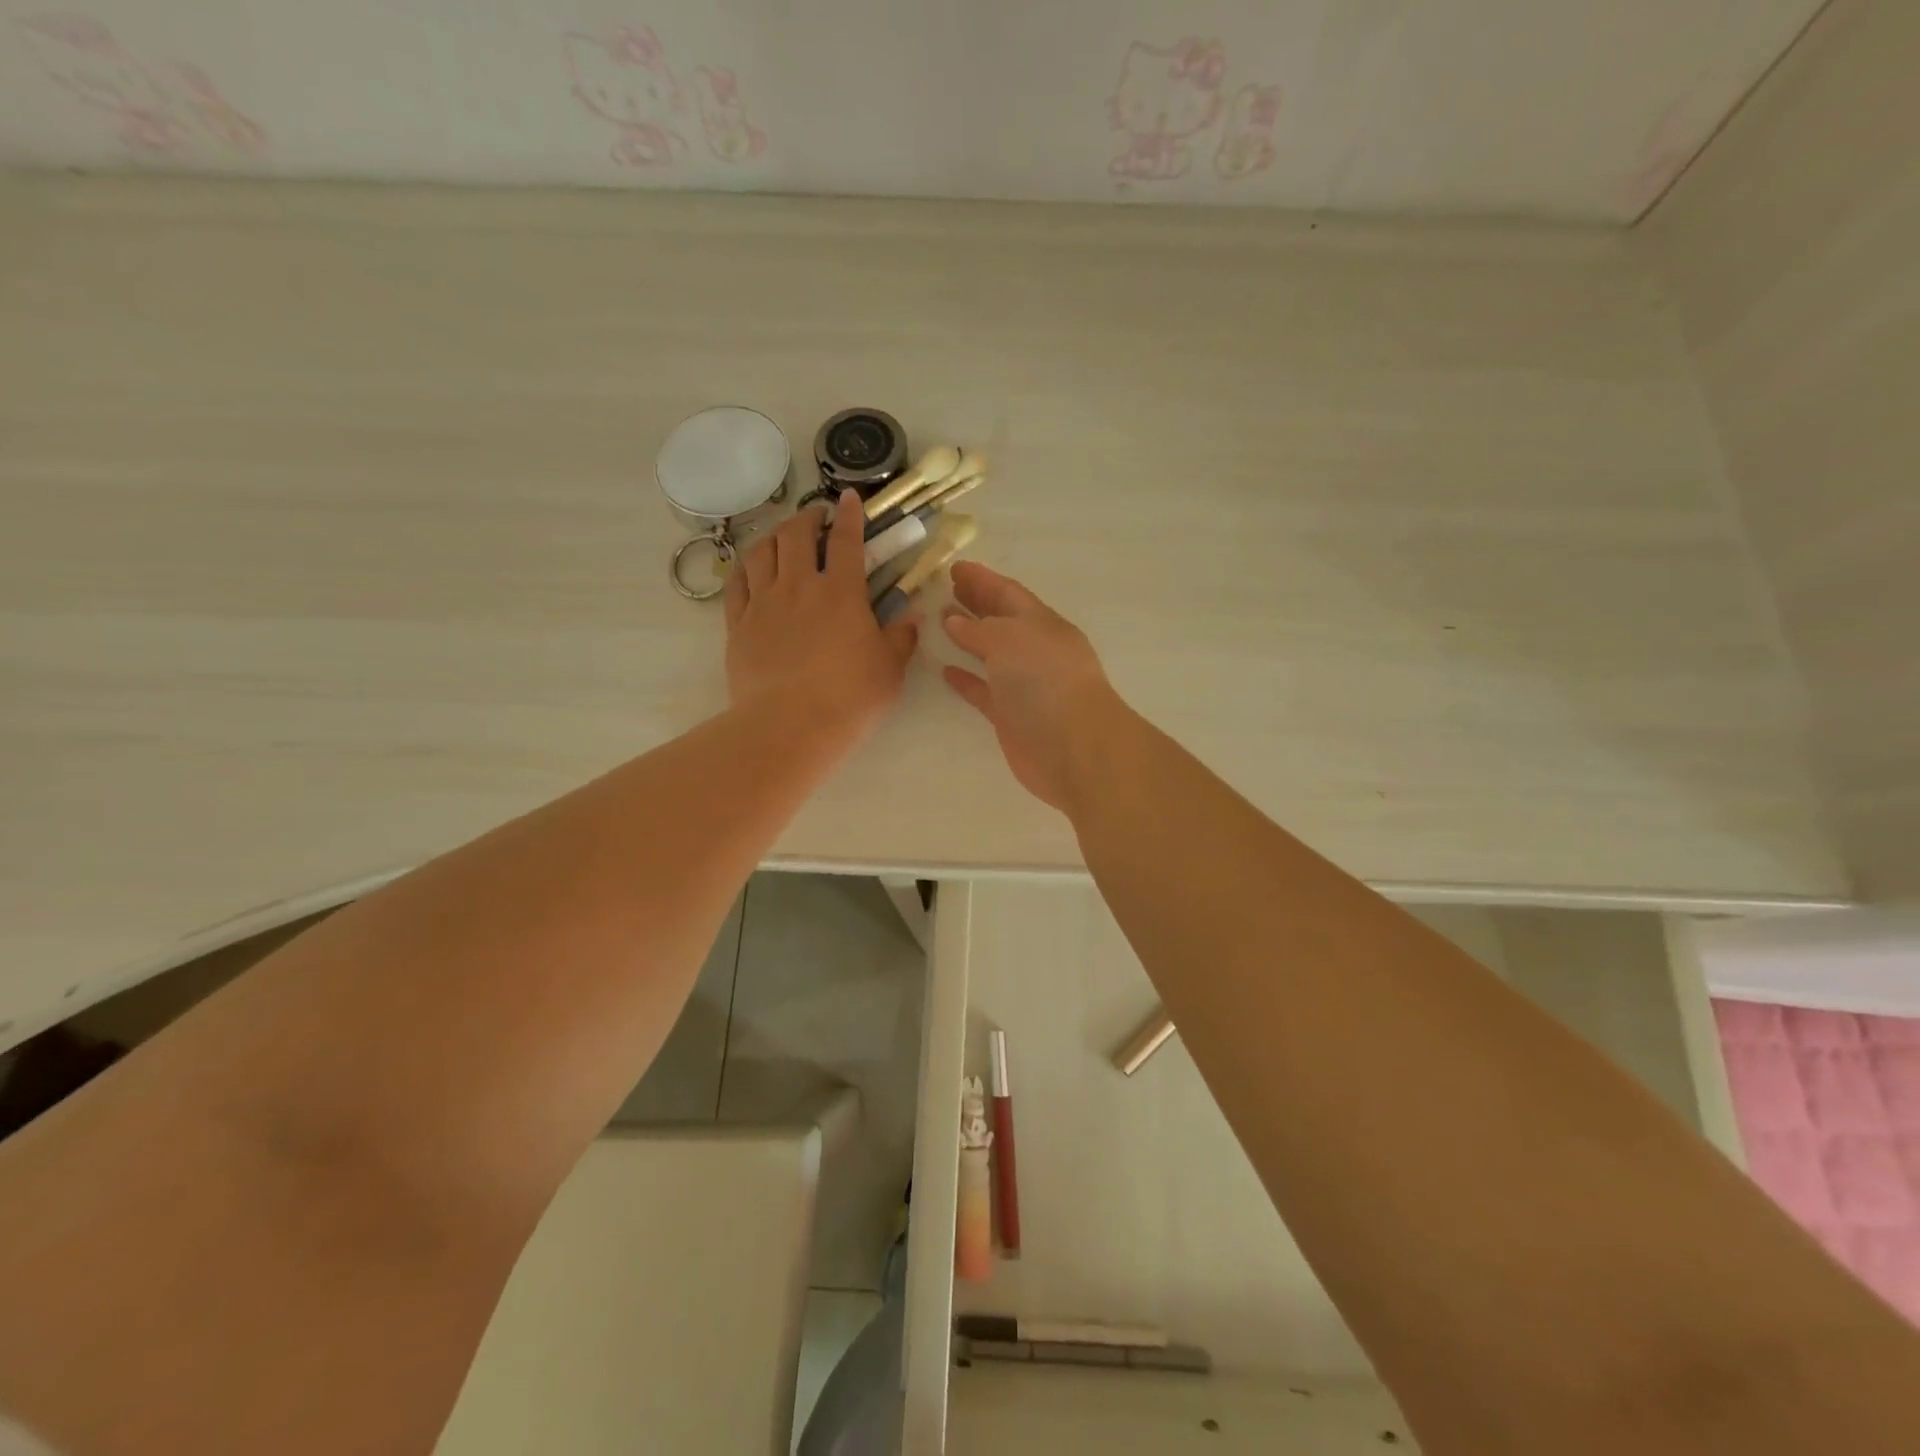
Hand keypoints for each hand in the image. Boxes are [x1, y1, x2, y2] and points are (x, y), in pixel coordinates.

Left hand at [725, 491, 918, 745]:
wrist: (790, 726)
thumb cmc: (850, 698)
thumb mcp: (890, 670)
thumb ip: (902, 637)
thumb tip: (913, 616)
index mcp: (841, 592)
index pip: (846, 540)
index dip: (850, 515)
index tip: (850, 498)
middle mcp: (799, 586)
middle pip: (796, 534)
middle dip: (808, 517)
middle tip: (816, 516)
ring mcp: (763, 603)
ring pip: (761, 551)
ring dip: (774, 535)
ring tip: (782, 536)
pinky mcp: (738, 624)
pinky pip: (737, 583)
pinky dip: (745, 566)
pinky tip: (751, 566)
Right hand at [942, 562, 1123, 812]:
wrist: (1073, 747)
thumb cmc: (1045, 680)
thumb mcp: (1009, 639)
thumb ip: (978, 629)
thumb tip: (954, 621)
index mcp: (1042, 624)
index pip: (1009, 593)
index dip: (983, 579)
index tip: (955, 567)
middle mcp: (1035, 651)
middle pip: (1002, 620)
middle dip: (976, 603)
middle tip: (945, 589)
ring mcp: (1024, 685)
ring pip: (991, 654)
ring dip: (967, 638)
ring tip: (939, 623)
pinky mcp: (1011, 716)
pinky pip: (983, 691)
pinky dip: (966, 679)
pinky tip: (945, 670)